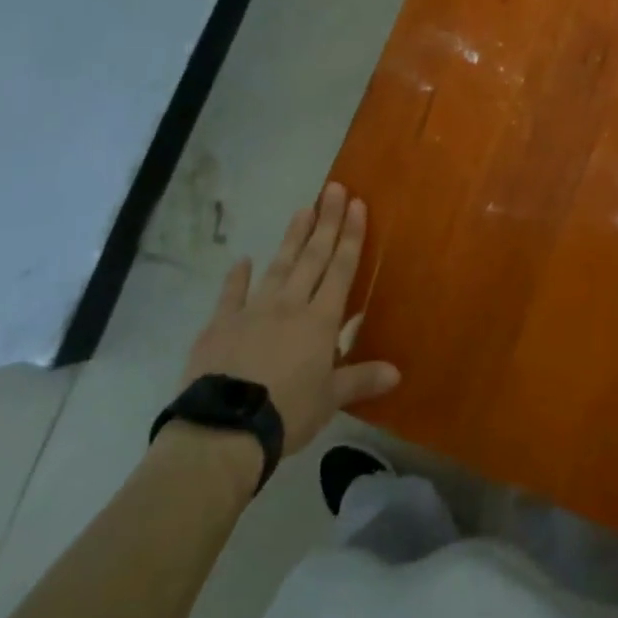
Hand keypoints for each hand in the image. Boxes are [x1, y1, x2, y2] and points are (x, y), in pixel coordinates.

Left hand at [180, 182, 399, 454]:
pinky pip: (231, 295)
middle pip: (312, 257)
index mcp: (320, 321)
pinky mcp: (220, 325)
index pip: (340, 269)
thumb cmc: (287, 412)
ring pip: (278, 266)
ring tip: (302, 210)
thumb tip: (397, 373)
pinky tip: (242, 260)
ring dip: (292, 238)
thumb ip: (361, 379)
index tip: (356, 204)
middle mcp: (290, 305)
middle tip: (333, 189)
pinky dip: (236, 277)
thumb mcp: (330, 399)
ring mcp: (252, 311)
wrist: (225, 428)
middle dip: (326, 222)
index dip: (350, 236)